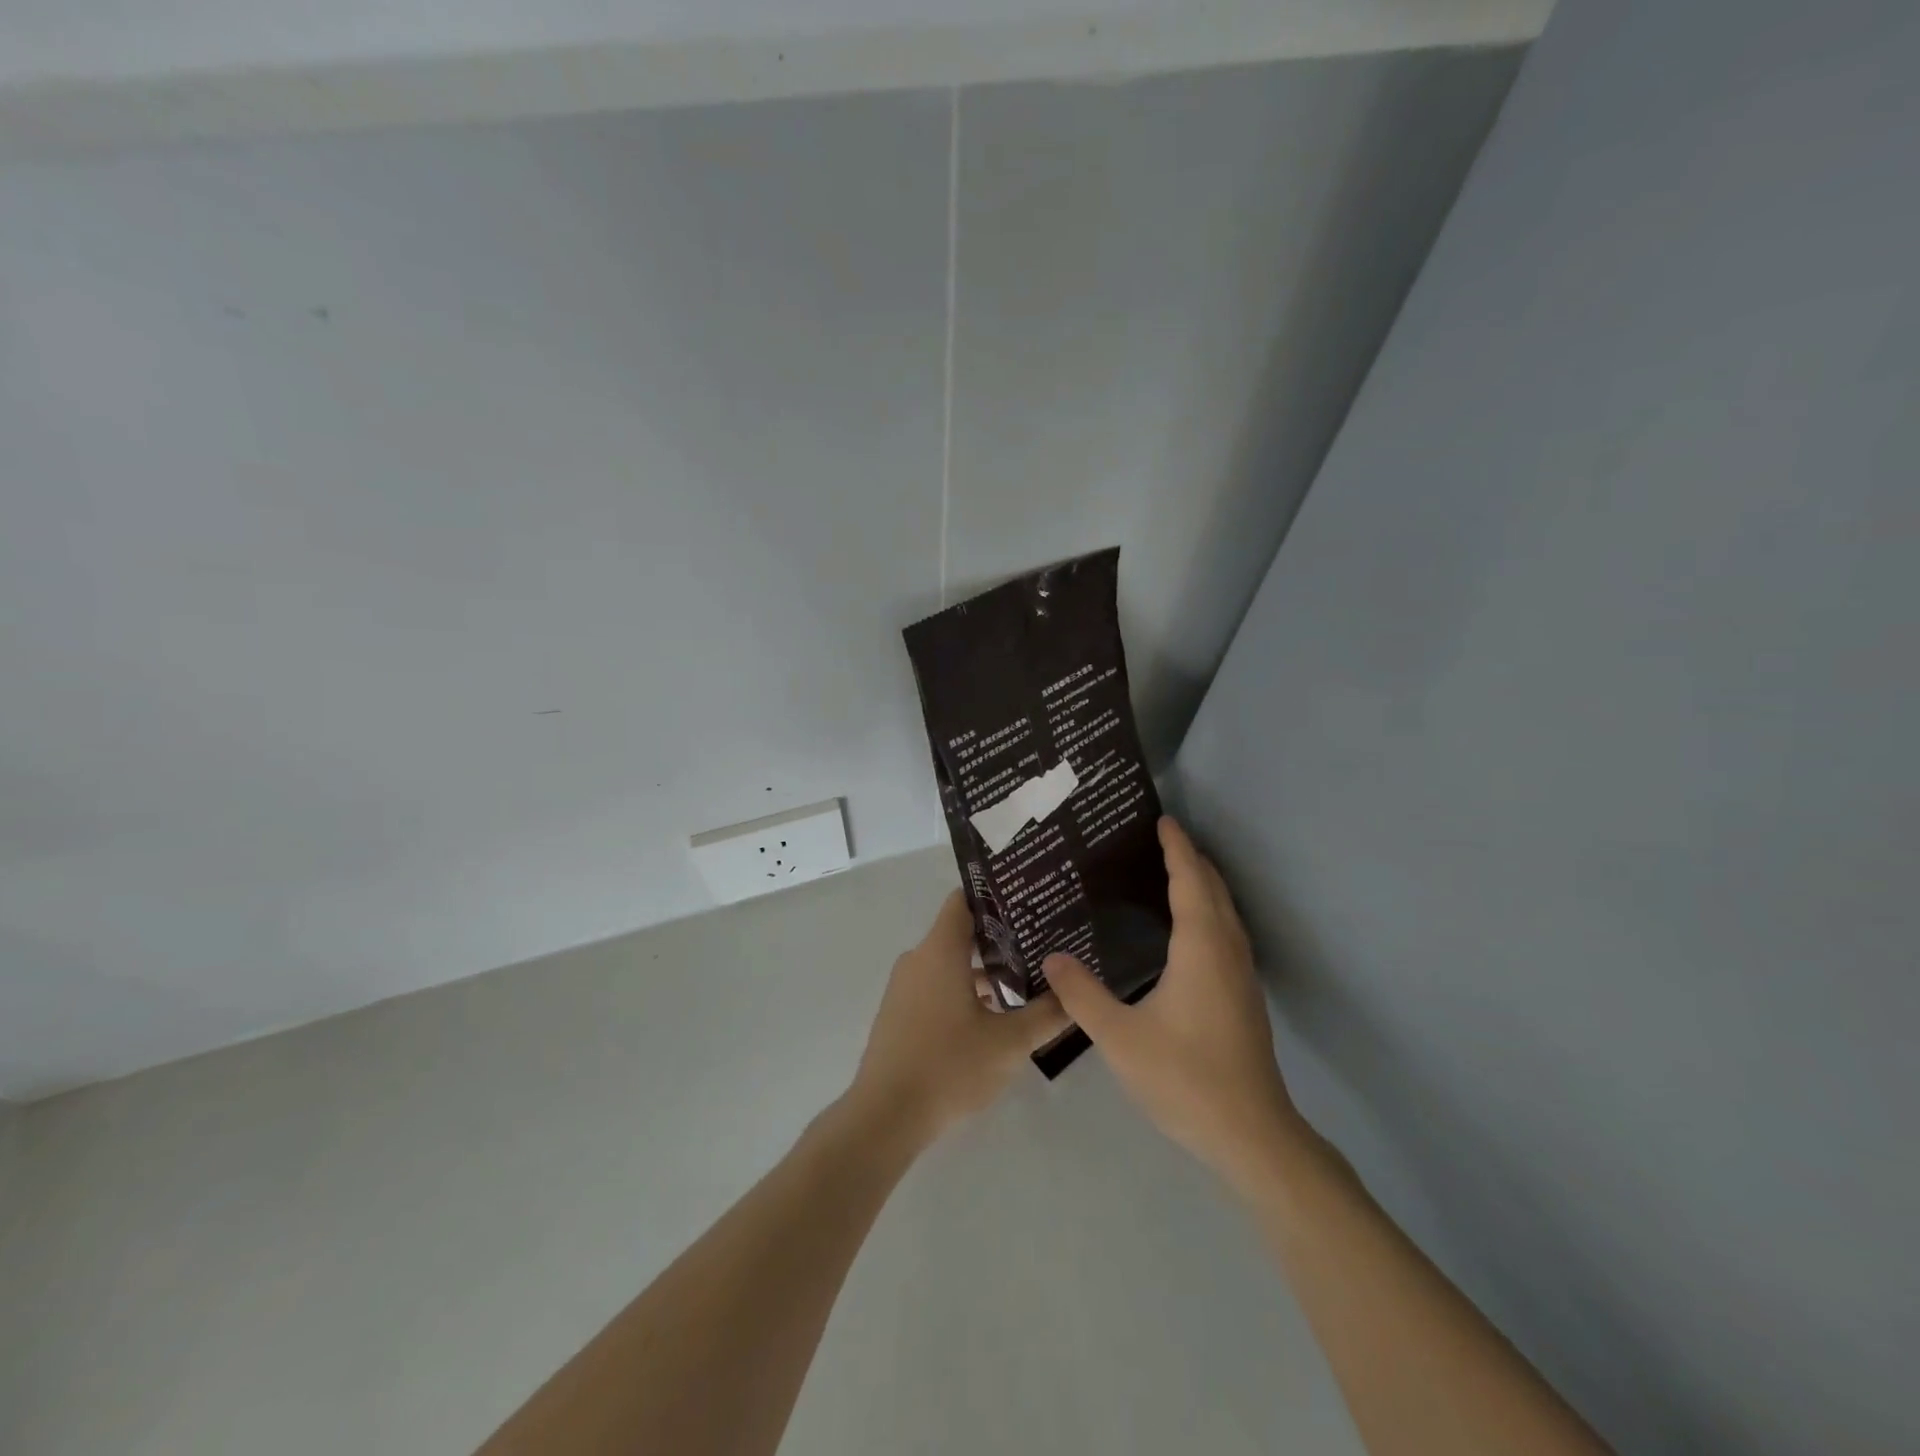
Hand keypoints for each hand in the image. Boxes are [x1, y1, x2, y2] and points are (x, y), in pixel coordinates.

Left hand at [850, 890, 1069, 1142]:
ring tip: (1025, 981)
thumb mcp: (1009, 1043)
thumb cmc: (949, 1066)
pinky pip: (936, 984)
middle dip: (1000, 937)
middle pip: (960, 932)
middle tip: (1040, 943)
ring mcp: (905, 986)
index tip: (1027, 902)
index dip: (995, 896)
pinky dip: (963, 989)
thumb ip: (1047, 1014)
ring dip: (984, 969)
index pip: (964, 900)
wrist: (886, 1115)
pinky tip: (993, 1014)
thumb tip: (1075, 992)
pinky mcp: (900, 1012)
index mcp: (940, 950)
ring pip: (950, 962)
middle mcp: (919, 958)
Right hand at [1043, 817, 1303, 1184]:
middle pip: (1214, 889)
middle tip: (1157, 839)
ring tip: (1169, 873)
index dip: (1177, 848)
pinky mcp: (1243, 997)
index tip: (1162, 820)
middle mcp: (1227, 951)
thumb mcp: (1119, 1037)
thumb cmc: (1185, 1078)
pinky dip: (1207, 911)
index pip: (1190, 880)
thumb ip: (1082, 994)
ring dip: (1202, 885)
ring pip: (1225, 912)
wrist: (1251, 1134)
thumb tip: (1052, 957)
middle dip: (1191, 859)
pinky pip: (1226, 933)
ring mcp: (1241, 975)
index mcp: (1200, 948)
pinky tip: (1184, 931)